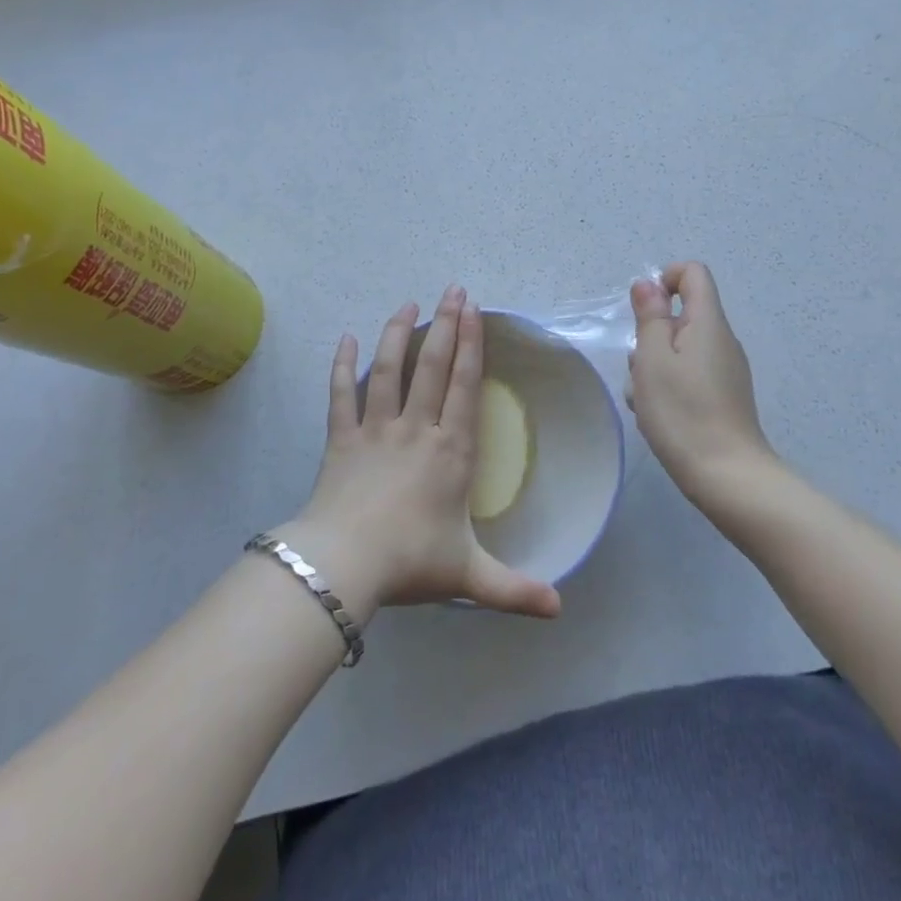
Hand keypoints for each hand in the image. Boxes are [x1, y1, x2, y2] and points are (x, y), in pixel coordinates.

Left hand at [285, 286, 561, 621]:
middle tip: (452, 290)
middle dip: (446, 325)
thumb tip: (560, 610)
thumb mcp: (469, 576)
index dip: (471, 345)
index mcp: (450, 450)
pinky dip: (341, 365)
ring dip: (398, 333)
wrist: (344, 564)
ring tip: (407, 304)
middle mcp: (416, 429)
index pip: (464, 386)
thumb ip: (514, 590)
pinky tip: (344, 338)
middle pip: (432, 366)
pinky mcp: (341, 438)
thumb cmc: (410, 562)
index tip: (474, 311)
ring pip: (388, 370)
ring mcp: (375, 429)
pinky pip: (340, 394)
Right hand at [629, 262, 777, 502]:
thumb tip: (648, 284)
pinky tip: (658, 416)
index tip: (643, 312)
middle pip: (682, 315)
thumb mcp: (652, 359)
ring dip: (654, 365)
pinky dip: (668, 386)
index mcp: (709, 323)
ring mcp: (725, 370)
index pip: (693, 273)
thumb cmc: (683, 412)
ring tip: (645, 399)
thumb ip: (650, 316)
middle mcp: (722, 340)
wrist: (727, 477)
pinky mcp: (723, 397)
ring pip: (679, 349)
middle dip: (651, 334)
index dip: (664, 279)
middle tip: (641, 368)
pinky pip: (688, 375)